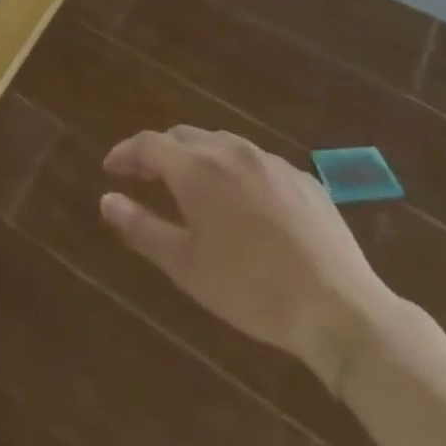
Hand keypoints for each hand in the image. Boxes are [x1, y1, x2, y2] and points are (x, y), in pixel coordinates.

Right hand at [100, 127, 396, 387]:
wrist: (338, 308)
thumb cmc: (250, 288)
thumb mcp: (184, 264)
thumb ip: (140, 227)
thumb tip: (107, 199)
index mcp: (195, 168)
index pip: (148, 144)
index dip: (125, 153)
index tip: (111, 169)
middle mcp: (230, 151)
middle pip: (183, 136)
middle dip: (159, 152)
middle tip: (145, 176)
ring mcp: (270, 162)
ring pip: (221, 145)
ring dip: (196, 157)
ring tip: (190, 185)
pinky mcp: (303, 180)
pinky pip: (256, 163)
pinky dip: (235, 171)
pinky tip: (242, 201)